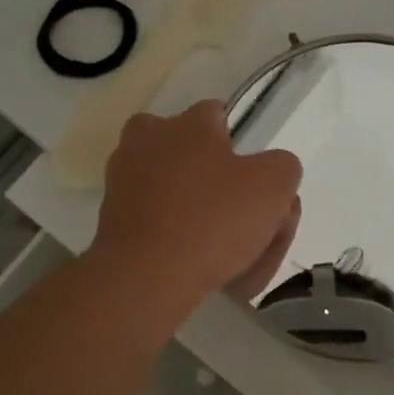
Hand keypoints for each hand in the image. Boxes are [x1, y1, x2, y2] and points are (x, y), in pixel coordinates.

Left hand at [89, 101, 303, 321]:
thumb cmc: (213, 220)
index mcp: (187, 123)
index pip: (220, 117)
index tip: (256, 184)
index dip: (242, 149)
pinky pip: (156, 219)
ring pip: (175, 189)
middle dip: (219, 181)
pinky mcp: (111, 217)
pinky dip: (176, 236)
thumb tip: (271, 170)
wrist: (145, 277)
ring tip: (226, 252)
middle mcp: (148, 139)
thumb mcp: (274, 186)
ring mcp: (123, 179)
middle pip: (195, 155)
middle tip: (246, 221)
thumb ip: (282, 166)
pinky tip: (198, 264)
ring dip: (198, 210)